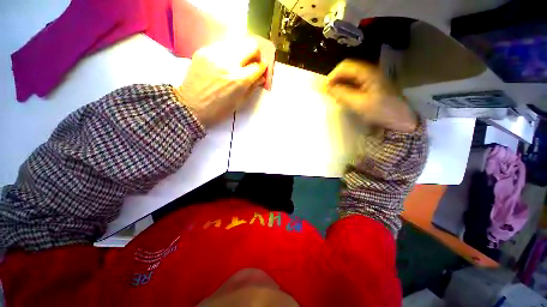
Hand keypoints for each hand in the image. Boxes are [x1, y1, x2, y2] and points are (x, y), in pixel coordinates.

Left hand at [175, 37, 266, 127]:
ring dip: (242, 52)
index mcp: (239, 80)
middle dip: (256, 54)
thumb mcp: (239, 102)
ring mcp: (214, 54)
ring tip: (238, 63)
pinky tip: (224, 63)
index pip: (259, 65)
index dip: (263, 68)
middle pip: (251, 46)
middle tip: (252, 63)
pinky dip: (228, 53)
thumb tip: (262, 76)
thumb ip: (253, 87)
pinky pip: (223, 45)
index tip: (261, 71)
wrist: (190, 106)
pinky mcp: (203, 51)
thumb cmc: (218, 110)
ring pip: (237, 42)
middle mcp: (228, 63)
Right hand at [325, 59, 417, 132]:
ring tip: (334, 97)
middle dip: (335, 81)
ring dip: (340, 85)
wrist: (402, 120)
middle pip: (347, 70)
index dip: (332, 76)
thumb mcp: (359, 103)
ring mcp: (371, 79)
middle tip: (328, 94)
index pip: (344, 66)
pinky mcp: (371, 87)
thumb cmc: (381, 111)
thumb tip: (326, 88)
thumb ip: (341, 94)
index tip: (325, 89)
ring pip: (350, 78)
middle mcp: (369, 72)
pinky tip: (344, 98)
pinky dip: (346, 89)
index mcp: (368, 73)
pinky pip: (354, 84)